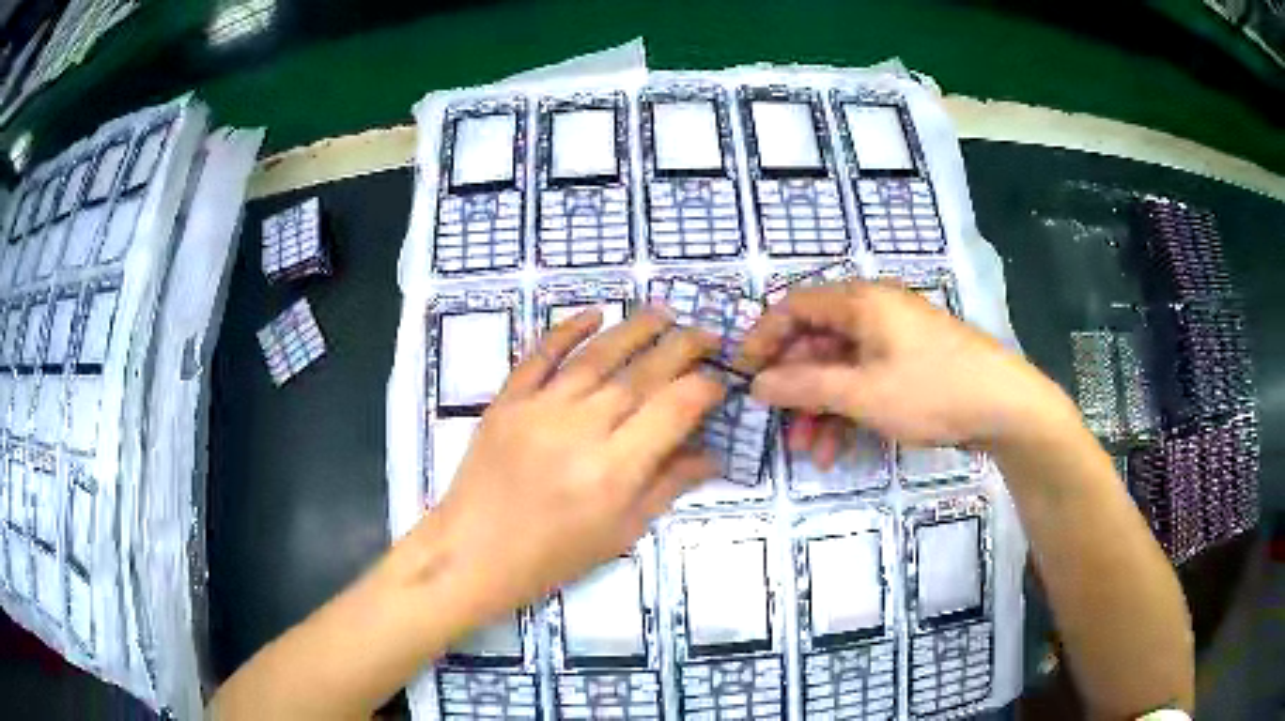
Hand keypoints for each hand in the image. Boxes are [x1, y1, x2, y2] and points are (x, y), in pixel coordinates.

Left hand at [419, 307, 723, 622]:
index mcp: (614, 471)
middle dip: (681, 348)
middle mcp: (580, 429)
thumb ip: (668, 486)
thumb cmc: (553, 555)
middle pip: (641, 375)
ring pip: (597, 356)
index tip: (719, 382)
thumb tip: (713, 454)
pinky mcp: (507, 400)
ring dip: (635, 329)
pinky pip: (540, 355)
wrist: (474, 553)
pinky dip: (567, 329)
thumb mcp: (622, 532)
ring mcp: (539, 409)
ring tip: (665, 313)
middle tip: (706, 334)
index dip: (703, 389)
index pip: (673, 410)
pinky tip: (594, 313)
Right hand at [741, 280, 1073, 467]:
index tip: (744, 376)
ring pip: (841, 368)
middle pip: (817, 342)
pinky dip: (849, 411)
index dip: (764, 338)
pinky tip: (839, 448)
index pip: (794, 307)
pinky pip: (866, 380)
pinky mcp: (910, 364)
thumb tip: (758, 384)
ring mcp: (894, 339)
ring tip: (810, 452)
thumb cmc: (930, 390)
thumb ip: (805, 387)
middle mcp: (874, 311)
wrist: (1004, 406)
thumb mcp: (862, 393)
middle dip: (796, 388)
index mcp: (861, 302)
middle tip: (780, 426)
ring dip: (821, 408)